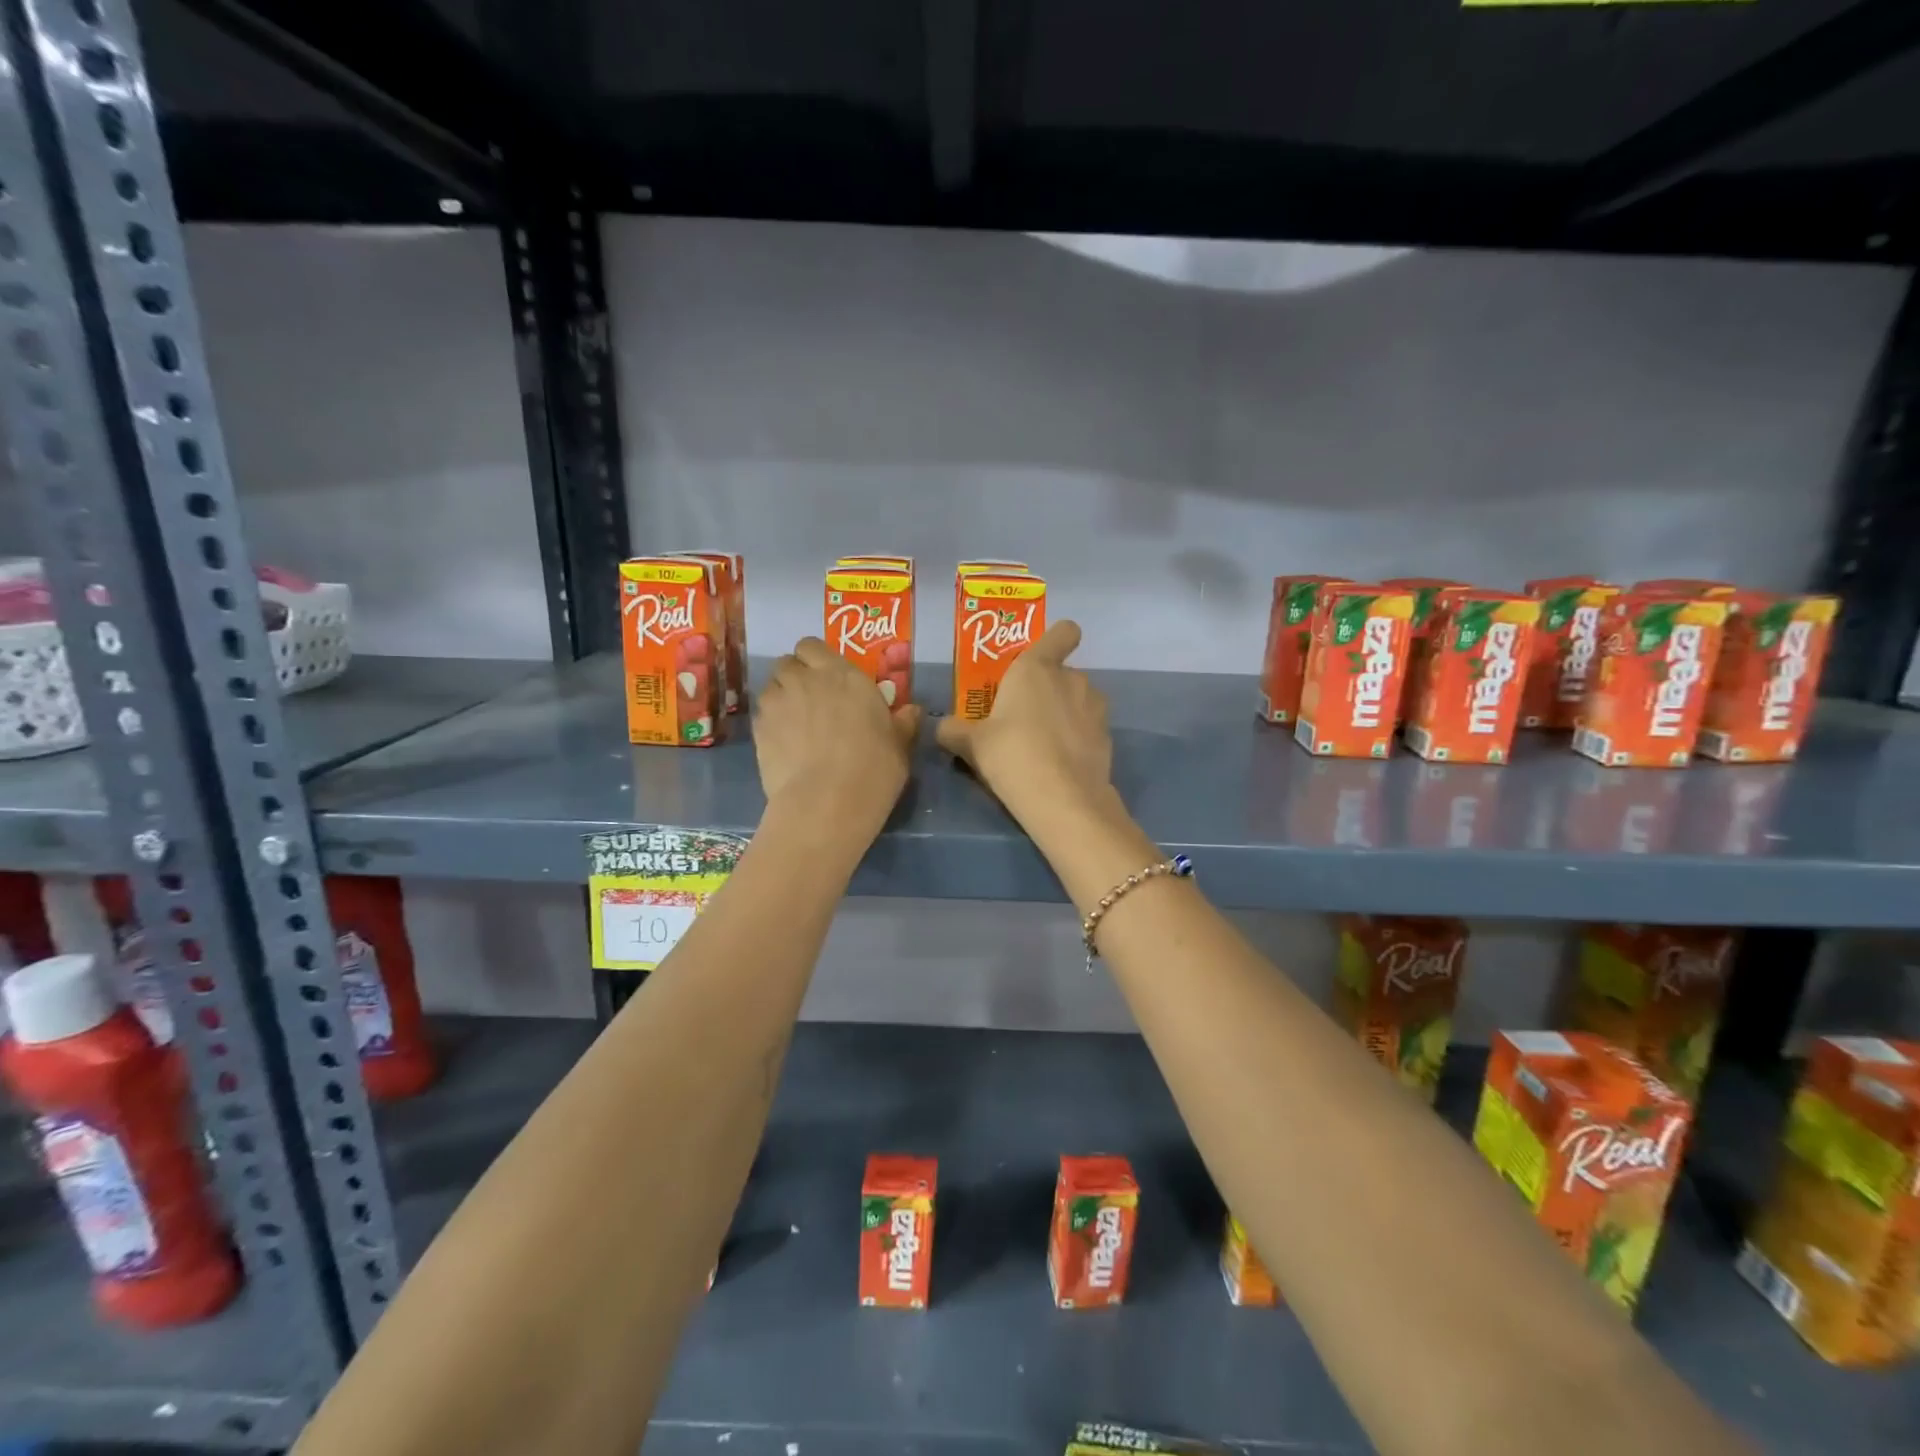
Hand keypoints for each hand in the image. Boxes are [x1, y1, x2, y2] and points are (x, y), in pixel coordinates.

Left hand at [754, 638, 921, 831]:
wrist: (827, 802)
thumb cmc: (874, 768)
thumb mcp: (900, 746)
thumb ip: (903, 723)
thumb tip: (912, 711)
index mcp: (843, 674)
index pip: (813, 646)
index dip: (816, 659)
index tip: (827, 678)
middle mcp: (806, 679)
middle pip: (788, 662)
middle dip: (796, 676)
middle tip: (811, 700)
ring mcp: (778, 702)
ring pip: (771, 687)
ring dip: (781, 698)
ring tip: (794, 724)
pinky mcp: (758, 728)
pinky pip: (761, 715)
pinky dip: (770, 723)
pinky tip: (784, 745)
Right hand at [935, 620, 1113, 829]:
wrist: (1063, 800)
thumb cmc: (1011, 755)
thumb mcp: (971, 744)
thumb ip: (954, 730)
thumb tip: (943, 727)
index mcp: (1036, 667)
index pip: (1063, 632)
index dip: (1056, 639)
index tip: (1039, 659)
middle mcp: (1071, 678)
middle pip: (1061, 672)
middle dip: (1045, 689)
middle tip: (1021, 718)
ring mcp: (1095, 707)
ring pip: (1078, 699)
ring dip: (1064, 713)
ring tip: (1042, 744)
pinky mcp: (1107, 736)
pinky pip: (1088, 727)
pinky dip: (1077, 738)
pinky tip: (1060, 763)